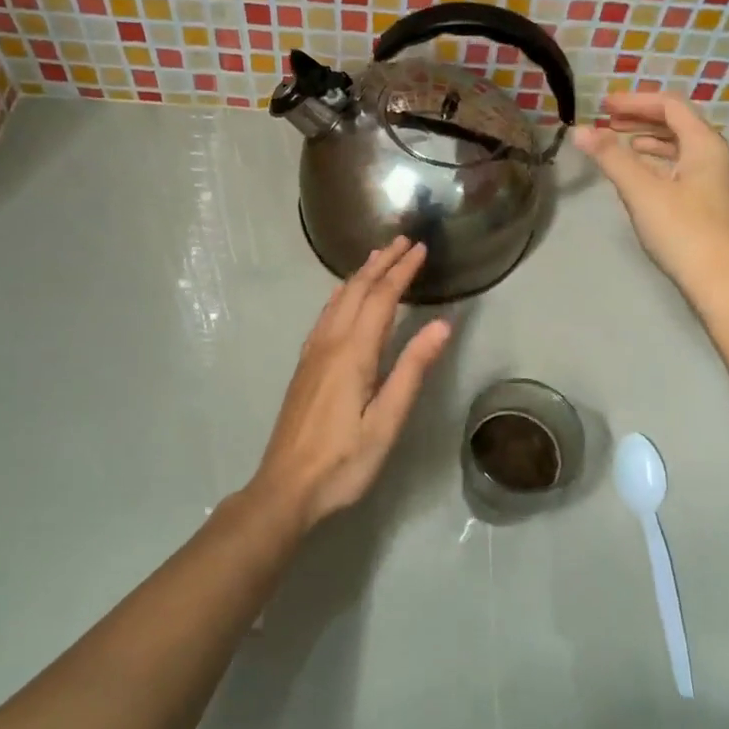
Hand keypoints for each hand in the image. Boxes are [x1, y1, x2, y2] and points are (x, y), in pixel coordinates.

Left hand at [248, 238, 452, 530]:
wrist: (286, 487)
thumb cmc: (343, 461)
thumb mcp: (386, 420)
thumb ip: (412, 370)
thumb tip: (442, 325)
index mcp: (353, 353)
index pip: (382, 298)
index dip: (402, 271)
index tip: (420, 248)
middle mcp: (330, 343)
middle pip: (356, 291)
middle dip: (380, 263)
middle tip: (401, 240)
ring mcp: (312, 353)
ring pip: (337, 300)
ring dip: (359, 275)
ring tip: (377, 257)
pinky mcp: (304, 366)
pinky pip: (326, 315)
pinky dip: (342, 295)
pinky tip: (343, 298)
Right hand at [573, 93, 728, 292]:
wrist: (720, 281)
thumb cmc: (682, 230)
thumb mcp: (641, 190)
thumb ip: (611, 157)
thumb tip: (580, 130)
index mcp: (703, 144)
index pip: (670, 105)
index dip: (635, 101)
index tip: (604, 106)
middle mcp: (713, 155)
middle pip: (676, 123)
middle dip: (640, 118)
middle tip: (607, 121)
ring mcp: (712, 180)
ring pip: (678, 147)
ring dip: (647, 140)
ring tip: (617, 143)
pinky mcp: (706, 203)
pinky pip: (679, 168)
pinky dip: (655, 162)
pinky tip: (637, 174)